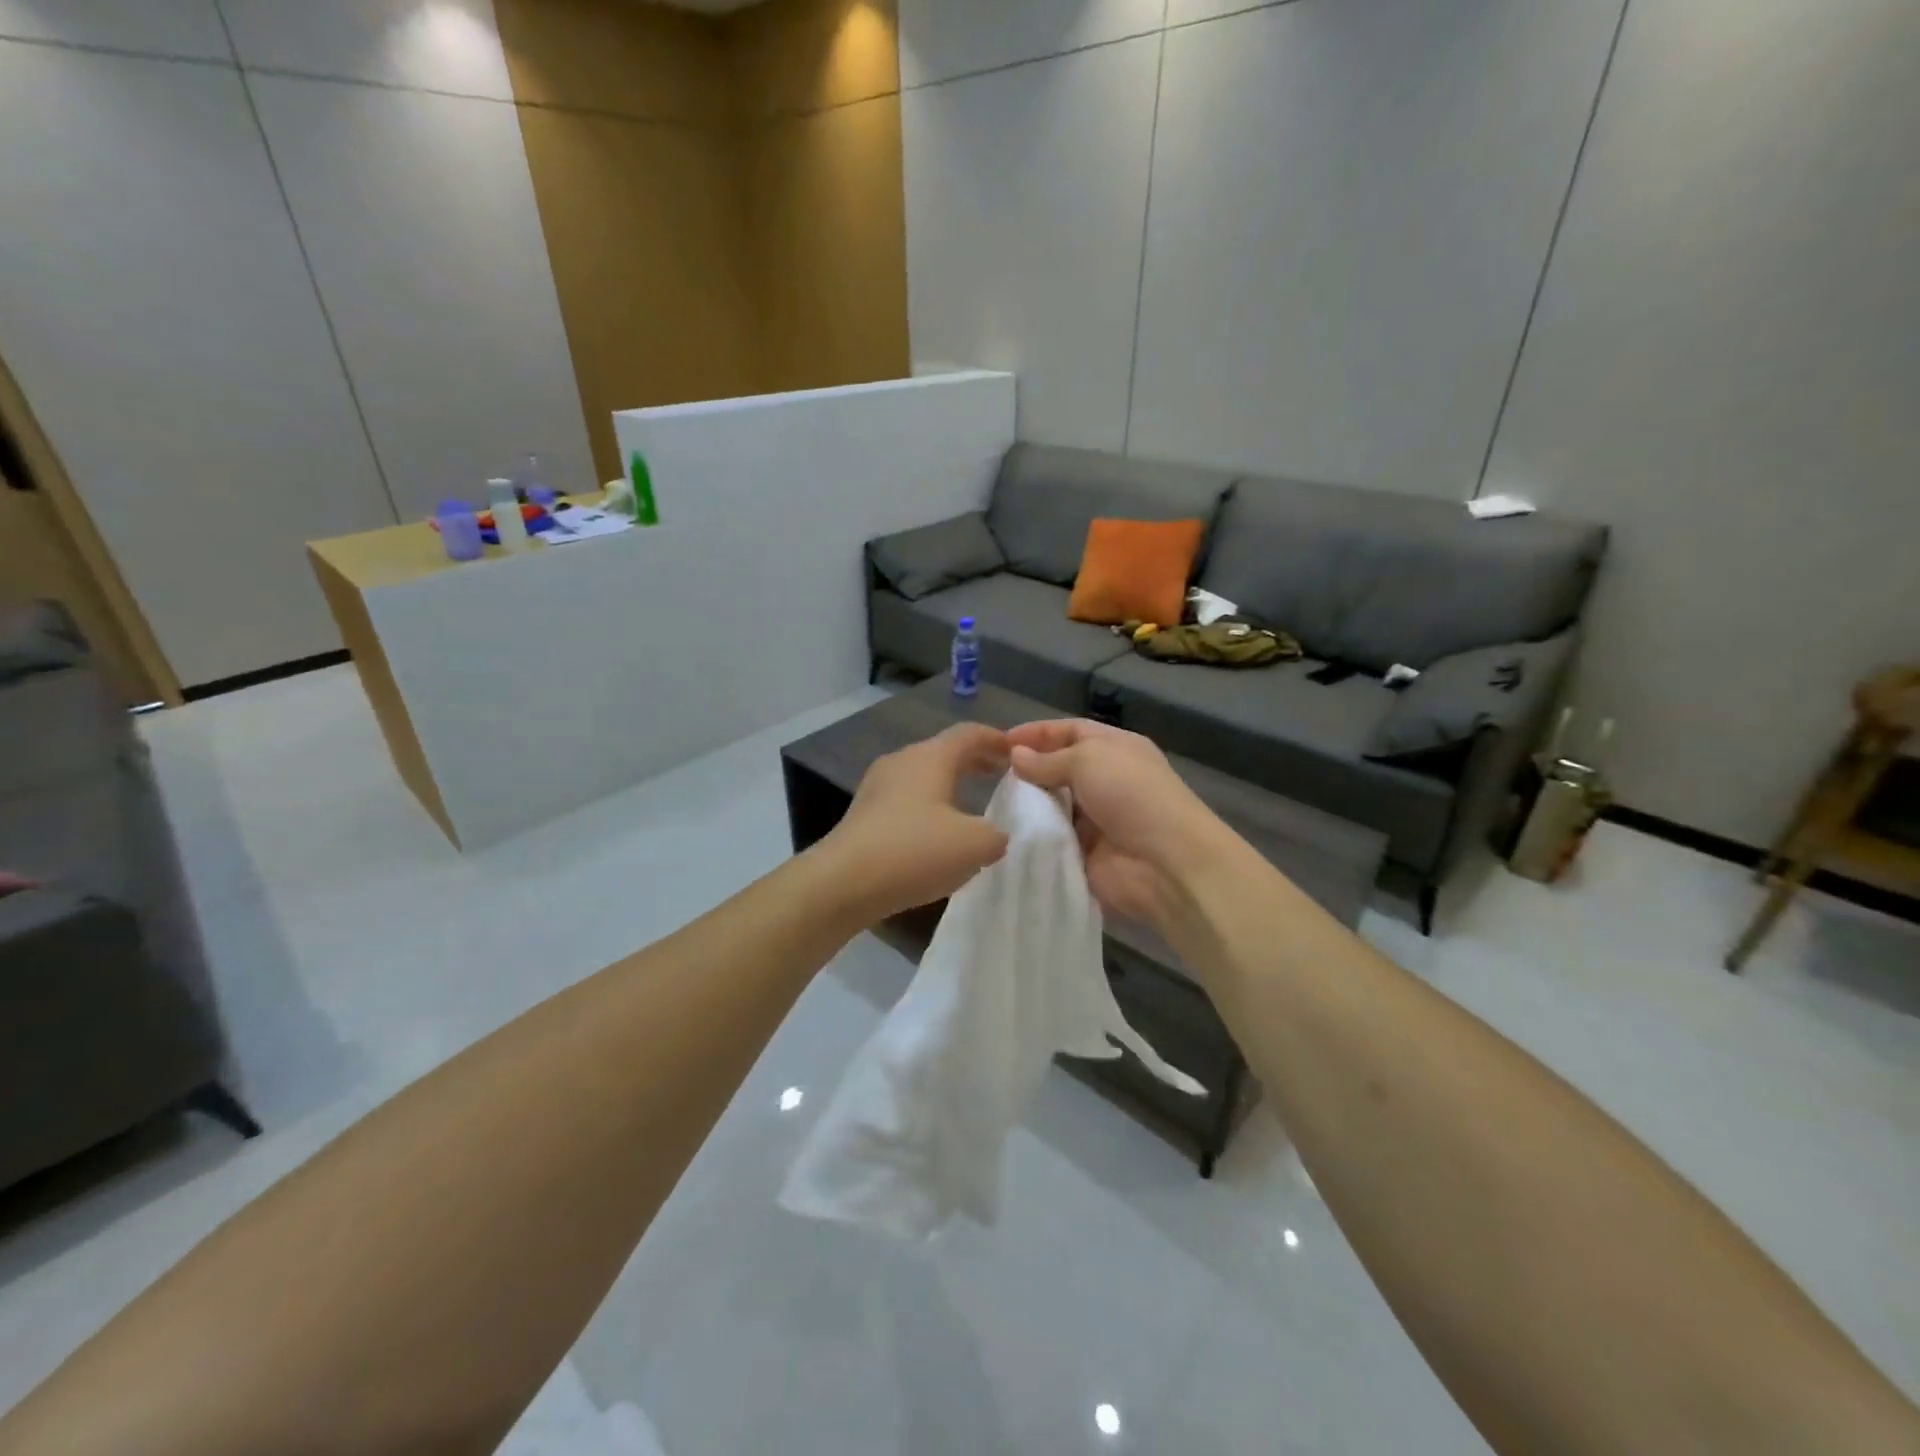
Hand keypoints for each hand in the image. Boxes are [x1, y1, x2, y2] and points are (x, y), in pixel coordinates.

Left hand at [821, 722, 1010, 922]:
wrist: (843, 882)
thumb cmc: (915, 851)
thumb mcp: (975, 845)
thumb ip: (996, 834)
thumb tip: (994, 834)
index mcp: (931, 757)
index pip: (970, 734)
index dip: (997, 740)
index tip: (1017, 753)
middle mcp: (902, 761)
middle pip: (944, 752)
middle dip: (974, 762)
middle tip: (999, 776)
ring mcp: (877, 786)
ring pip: (922, 776)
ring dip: (949, 785)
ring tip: (970, 806)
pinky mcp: (863, 813)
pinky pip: (905, 799)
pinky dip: (928, 806)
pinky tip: (936, 833)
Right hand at [1007, 719, 1225, 928]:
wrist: (1164, 863)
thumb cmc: (1131, 795)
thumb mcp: (1088, 760)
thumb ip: (1048, 759)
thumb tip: (1015, 755)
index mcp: (1115, 749)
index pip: (1070, 731)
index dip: (1037, 733)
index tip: (1000, 743)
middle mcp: (1105, 780)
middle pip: (1059, 768)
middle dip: (1028, 770)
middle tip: (990, 776)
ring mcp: (1095, 819)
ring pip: (1052, 805)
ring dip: (1028, 804)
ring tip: (993, 803)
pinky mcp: (1084, 853)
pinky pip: (1053, 839)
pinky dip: (1033, 836)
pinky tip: (1005, 833)